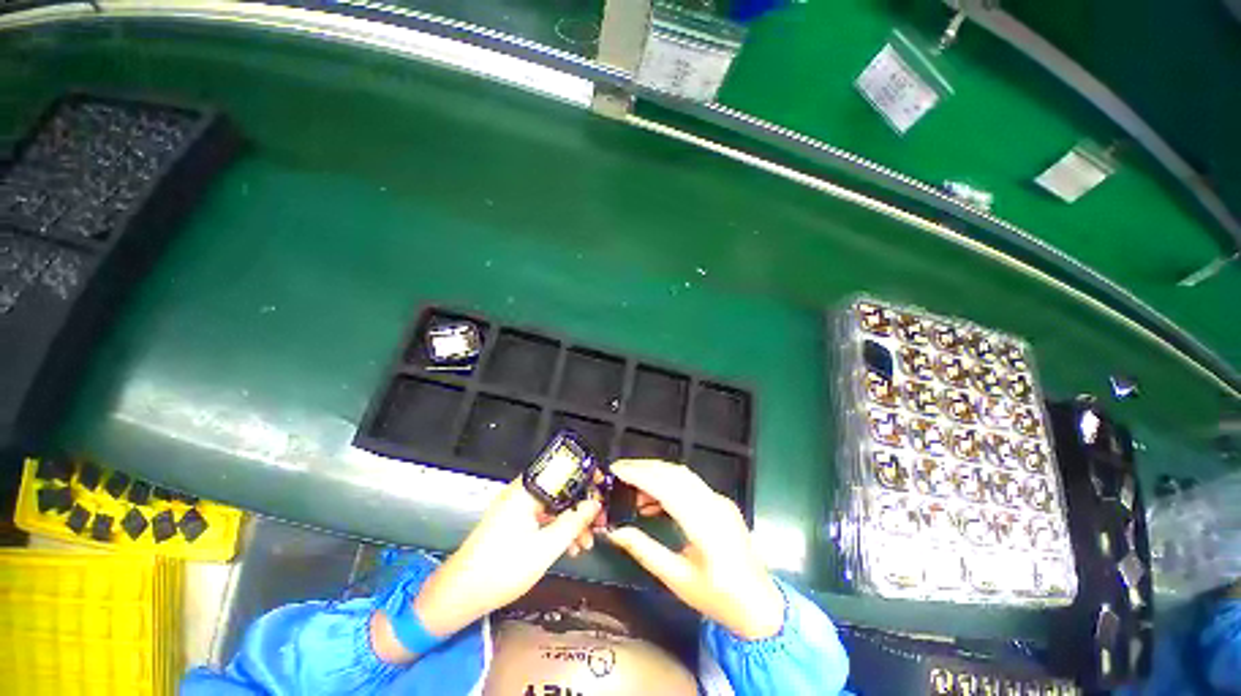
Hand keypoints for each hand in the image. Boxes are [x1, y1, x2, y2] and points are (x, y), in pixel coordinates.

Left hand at [373, 478, 601, 661]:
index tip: (603, 488)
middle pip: (560, 489)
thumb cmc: (502, 570)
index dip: (585, 476)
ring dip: (571, 522)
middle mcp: (521, 492)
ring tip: (586, 545)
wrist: (460, 595)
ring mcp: (516, 507)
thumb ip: (573, 522)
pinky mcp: (513, 521)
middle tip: (598, 525)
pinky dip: (557, 529)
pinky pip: (543, 517)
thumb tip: (595, 504)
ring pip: (553, 506)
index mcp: (526, 490)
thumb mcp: (546, 548)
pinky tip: (569, 548)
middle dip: (581, 506)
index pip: (563, 470)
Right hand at [604, 459, 784, 640]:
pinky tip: (653, 499)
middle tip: (619, 472)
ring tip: (632, 487)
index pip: (667, 488)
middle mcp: (715, 505)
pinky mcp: (722, 503)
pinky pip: (691, 484)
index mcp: (705, 525)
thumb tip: (616, 532)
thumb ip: (645, 551)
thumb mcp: (677, 580)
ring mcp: (721, 501)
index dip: (640, 475)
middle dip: (645, 467)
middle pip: (675, 473)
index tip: (617, 471)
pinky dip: (669, 484)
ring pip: (683, 475)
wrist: (762, 606)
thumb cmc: (719, 599)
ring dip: (656, 473)